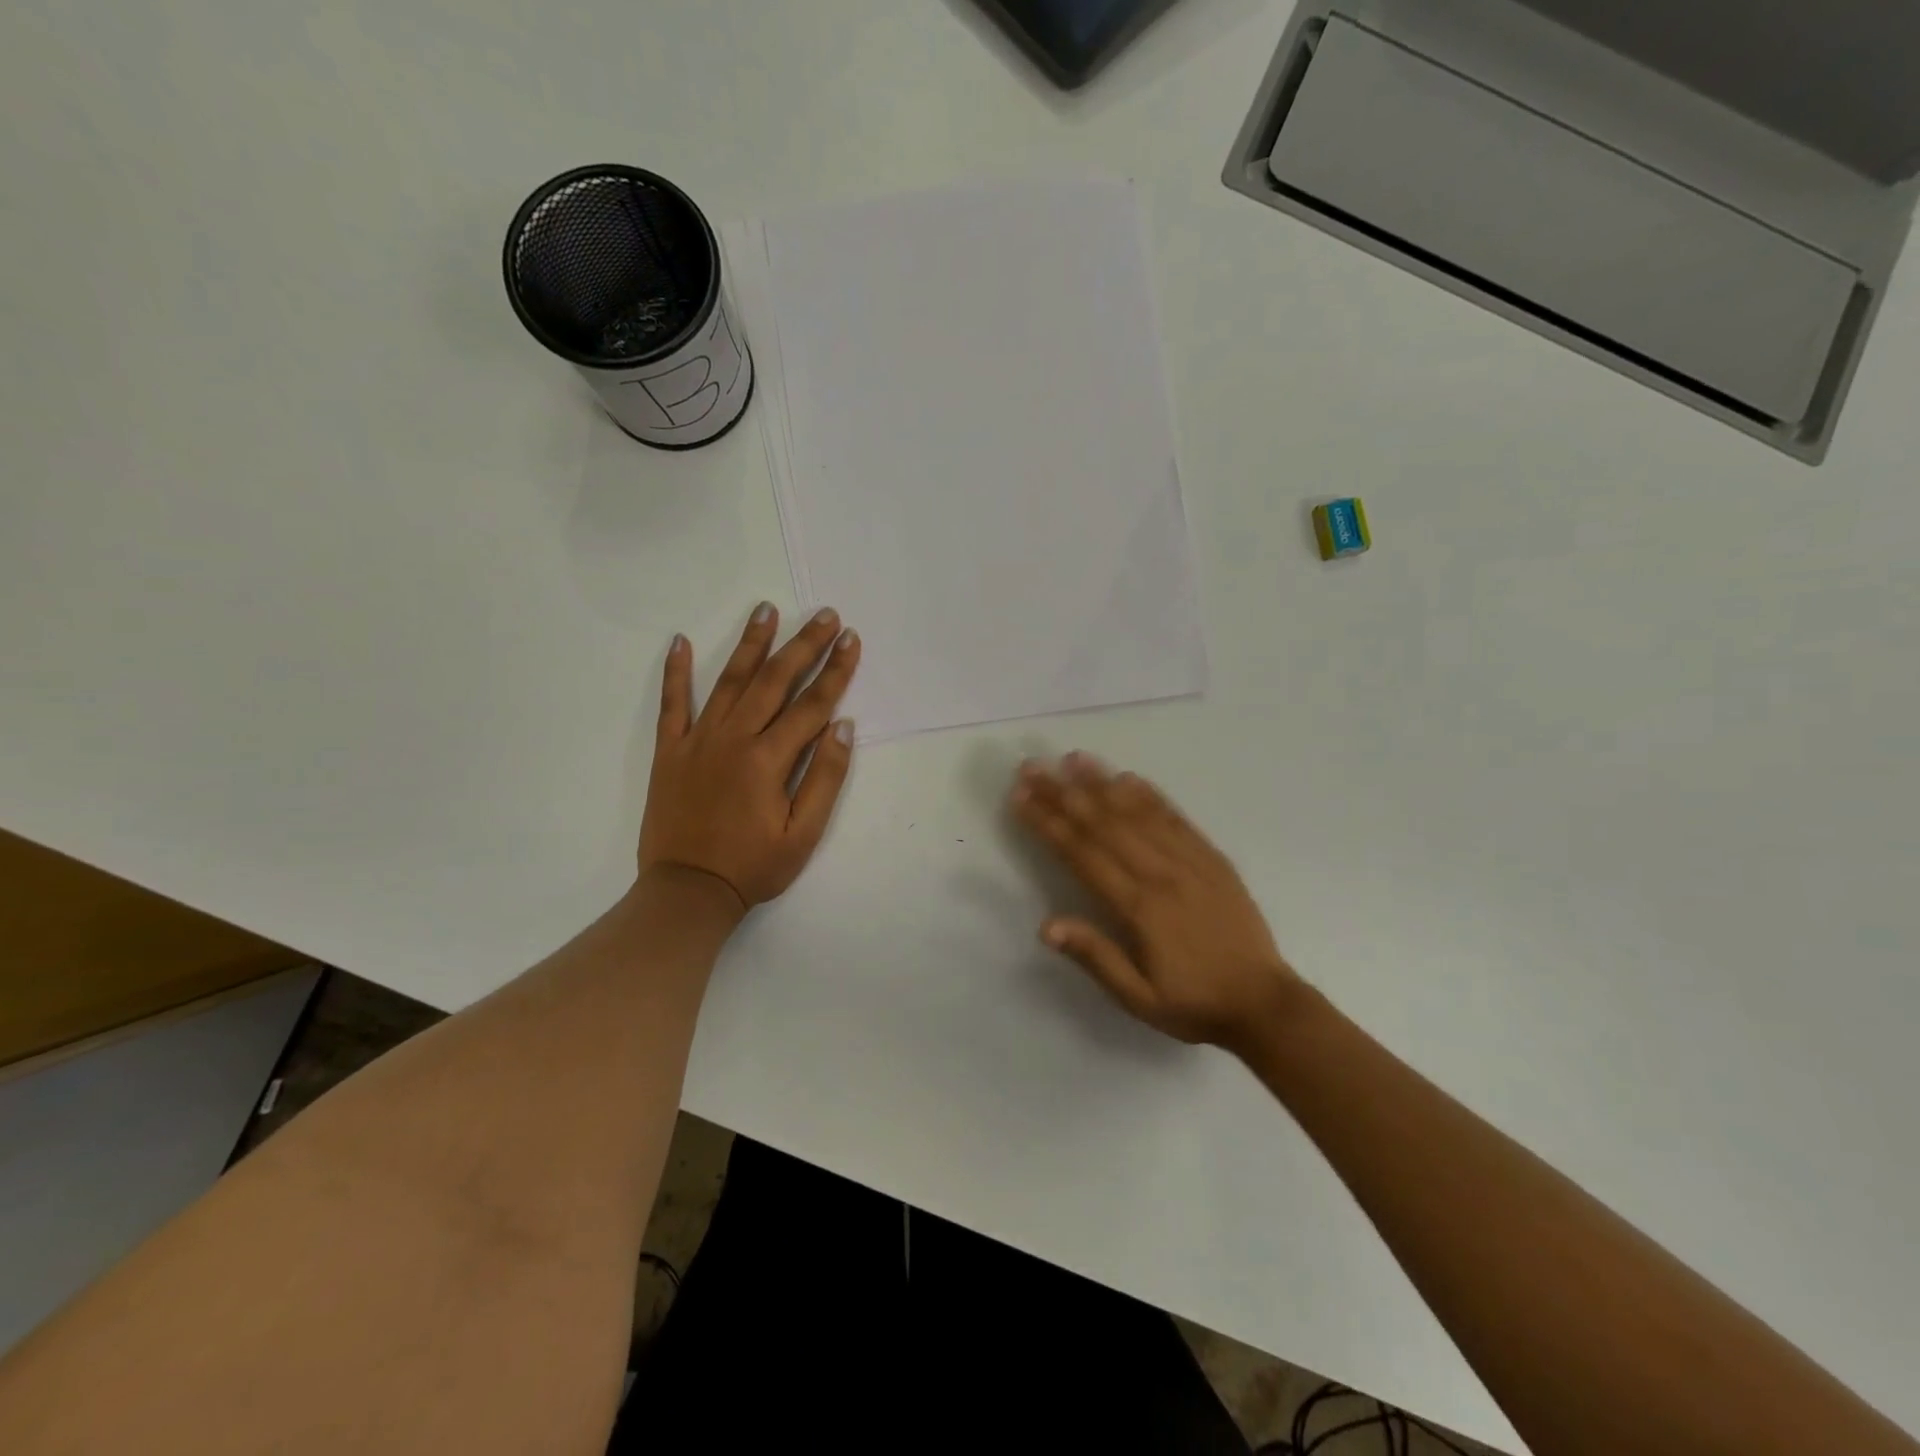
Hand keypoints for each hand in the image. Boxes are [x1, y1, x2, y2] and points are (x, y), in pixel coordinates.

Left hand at [638, 602, 860, 913]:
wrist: (686, 891)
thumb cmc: (753, 867)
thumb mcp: (803, 834)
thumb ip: (824, 777)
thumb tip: (842, 725)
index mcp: (768, 759)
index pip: (811, 704)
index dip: (836, 671)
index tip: (851, 639)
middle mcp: (733, 738)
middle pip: (774, 681)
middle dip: (803, 645)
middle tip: (824, 614)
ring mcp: (697, 740)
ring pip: (729, 681)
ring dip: (751, 643)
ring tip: (767, 609)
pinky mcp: (669, 751)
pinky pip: (672, 704)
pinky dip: (675, 672)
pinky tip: (681, 641)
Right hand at [1009, 753, 1301, 1051]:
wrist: (1265, 1004)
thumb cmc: (1193, 1004)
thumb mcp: (1138, 997)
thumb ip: (1095, 957)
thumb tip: (1045, 926)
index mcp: (1139, 907)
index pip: (1082, 854)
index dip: (1048, 823)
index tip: (1020, 798)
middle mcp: (1161, 873)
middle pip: (1104, 824)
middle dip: (1063, 793)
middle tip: (1033, 767)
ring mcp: (1190, 861)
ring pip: (1138, 812)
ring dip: (1103, 783)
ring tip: (1073, 758)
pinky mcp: (1213, 858)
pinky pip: (1176, 818)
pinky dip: (1150, 795)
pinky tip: (1129, 777)